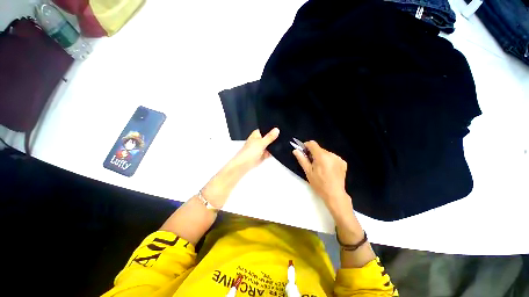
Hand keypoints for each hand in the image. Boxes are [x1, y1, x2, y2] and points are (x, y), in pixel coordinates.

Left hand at [228, 128, 279, 173]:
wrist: (244, 165)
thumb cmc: (248, 152)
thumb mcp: (261, 143)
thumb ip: (270, 137)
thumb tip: (276, 130)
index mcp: (256, 134)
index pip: (266, 129)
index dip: (273, 130)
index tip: (280, 130)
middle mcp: (258, 140)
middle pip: (269, 138)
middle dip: (274, 139)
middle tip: (280, 139)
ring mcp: (260, 148)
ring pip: (270, 145)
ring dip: (273, 147)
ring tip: (277, 147)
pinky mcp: (262, 155)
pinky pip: (270, 152)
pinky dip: (273, 153)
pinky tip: (276, 153)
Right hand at [293, 141, 365, 247]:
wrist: (335, 194)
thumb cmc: (319, 184)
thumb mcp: (308, 172)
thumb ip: (302, 159)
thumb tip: (295, 150)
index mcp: (321, 156)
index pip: (312, 144)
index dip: (306, 146)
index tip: (303, 152)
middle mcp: (331, 154)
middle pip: (319, 149)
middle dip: (313, 154)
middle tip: (311, 164)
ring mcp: (338, 158)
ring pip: (325, 153)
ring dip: (321, 157)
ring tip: (320, 168)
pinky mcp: (343, 162)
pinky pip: (332, 157)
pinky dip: (328, 161)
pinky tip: (328, 170)